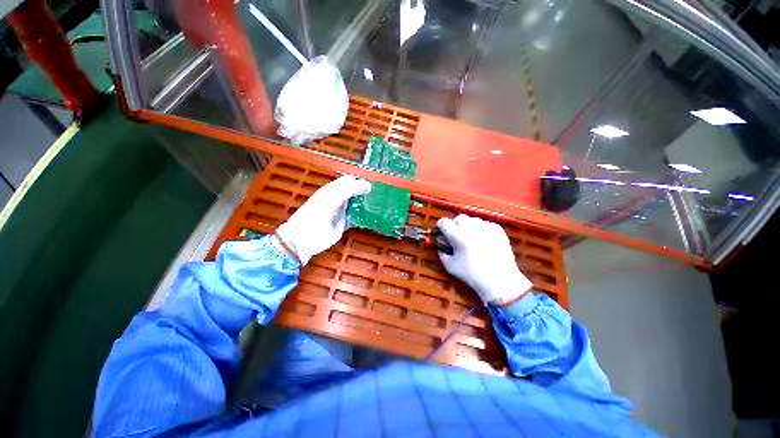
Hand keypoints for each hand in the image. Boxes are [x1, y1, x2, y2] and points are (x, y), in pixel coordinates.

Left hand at [275, 175, 370, 264]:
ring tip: (378, 204)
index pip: (350, 180)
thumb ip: (350, 189)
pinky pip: (356, 217)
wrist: (306, 237)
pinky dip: (363, 217)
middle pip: (355, 192)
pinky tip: (371, 216)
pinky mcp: (344, 223)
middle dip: (365, 192)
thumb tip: (368, 185)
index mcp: (333, 189)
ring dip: (365, 204)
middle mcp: (338, 199)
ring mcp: (341, 211)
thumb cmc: (317, 214)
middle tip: (378, 195)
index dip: (361, 181)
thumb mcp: (334, 197)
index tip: (374, 185)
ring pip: (356, 204)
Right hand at [437, 214, 532, 306]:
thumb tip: (440, 244)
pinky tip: (483, 241)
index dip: (441, 227)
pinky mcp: (497, 229)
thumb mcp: (450, 266)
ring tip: (471, 239)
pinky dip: (481, 230)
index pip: (444, 222)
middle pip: (458, 218)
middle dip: (455, 225)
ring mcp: (486, 227)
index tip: (442, 233)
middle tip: (457, 237)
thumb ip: (441, 252)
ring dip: (468, 226)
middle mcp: (471, 227)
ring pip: (472, 219)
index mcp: (457, 235)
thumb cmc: (472, 274)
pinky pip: (485, 224)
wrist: (500, 280)